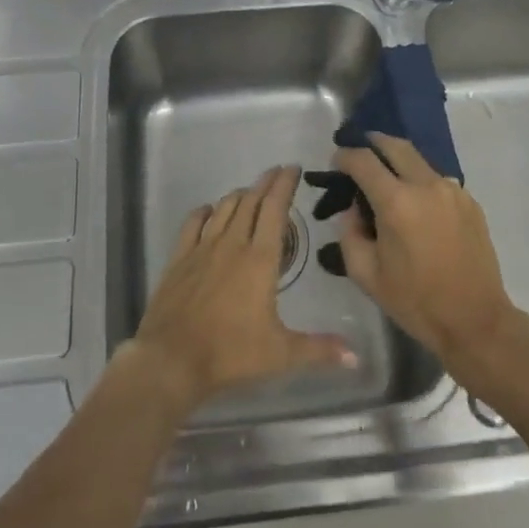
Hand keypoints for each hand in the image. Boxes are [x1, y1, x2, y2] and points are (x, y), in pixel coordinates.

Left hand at [127, 165, 355, 411]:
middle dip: (266, 183)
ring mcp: (203, 248)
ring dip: (240, 194)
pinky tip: (209, 210)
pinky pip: (193, 223)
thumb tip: (357, 358)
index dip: (284, 185)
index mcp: (260, 259)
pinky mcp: (180, 257)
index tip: (293, 169)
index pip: (275, 209)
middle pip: (251, 202)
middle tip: (277, 172)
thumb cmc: (230, 353)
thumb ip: (319, 350)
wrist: (171, 359)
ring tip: (250, 191)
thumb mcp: (281, 354)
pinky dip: (205, 211)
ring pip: (224, 208)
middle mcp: (232, 244)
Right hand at [331, 134, 519, 376]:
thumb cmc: (416, 301)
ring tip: (387, 181)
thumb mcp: (366, 274)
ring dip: (399, 163)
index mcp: (396, 202)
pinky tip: (417, 207)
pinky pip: (438, 181)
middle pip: (395, 145)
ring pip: (419, 161)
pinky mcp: (470, 202)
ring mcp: (453, 191)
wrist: (476, 321)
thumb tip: (354, 209)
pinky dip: (421, 183)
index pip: (363, 161)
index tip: (336, 161)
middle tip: (360, 152)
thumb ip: (349, 233)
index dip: (345, 156)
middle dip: (373, 143)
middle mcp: (426, 185)